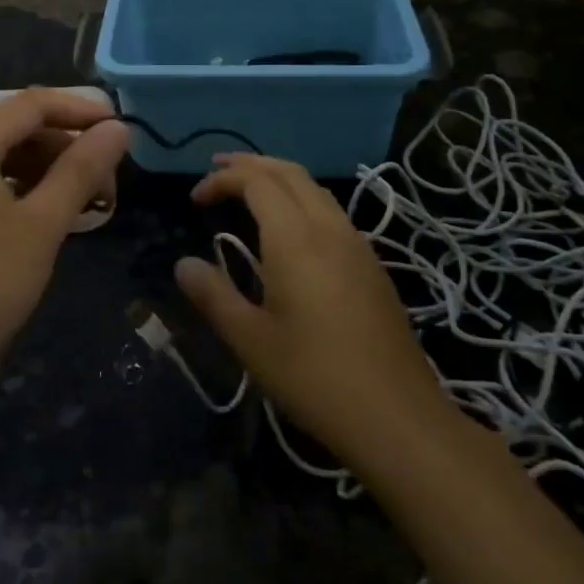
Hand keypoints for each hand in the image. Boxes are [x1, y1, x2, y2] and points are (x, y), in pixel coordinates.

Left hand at [0, 90, 129, 370]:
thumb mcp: (43, 222)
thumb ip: (81, 169)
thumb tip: (118, 128)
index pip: (32, 104)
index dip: (80, 110)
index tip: (121, 131)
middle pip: (19, 127)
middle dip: (68, 146)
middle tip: (110, 180)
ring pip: (8, 154)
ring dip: (51, 169)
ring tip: (90, 201)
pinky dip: (28, 188)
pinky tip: (54, 213)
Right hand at [176, 154, 447, 465]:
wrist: (399, 418)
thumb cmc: (315, 377)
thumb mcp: (250, 341)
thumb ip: (213, 295)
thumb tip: (184, 265)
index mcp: (296, 238)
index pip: (256, 182)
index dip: (222, 180)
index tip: (195, 200)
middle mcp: (329, 228)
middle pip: (289, 173)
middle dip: (250, 164)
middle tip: (216, 170)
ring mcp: (357, 245)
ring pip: (315, 189)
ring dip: (278, 179)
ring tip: (249, 190)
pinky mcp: (372, 266)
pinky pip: (331, 211)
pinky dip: (301, 200)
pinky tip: (290, 230)